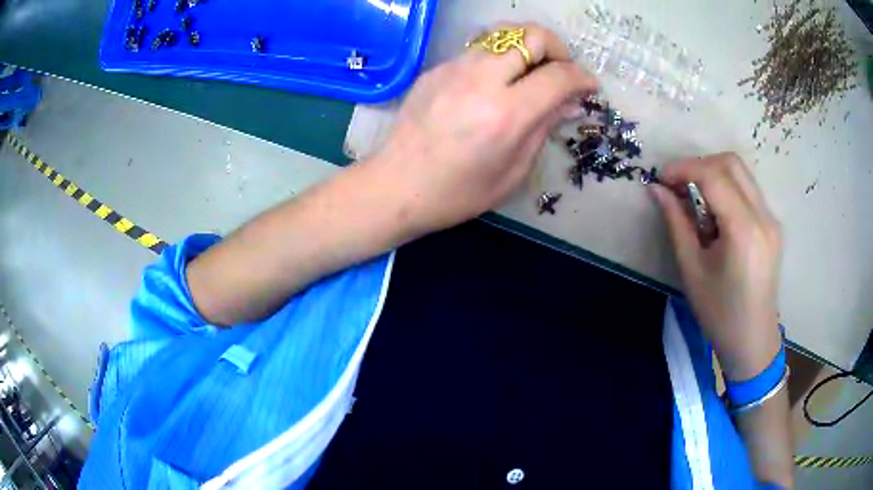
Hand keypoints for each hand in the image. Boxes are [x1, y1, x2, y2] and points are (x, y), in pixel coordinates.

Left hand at [362, 23, 597, 235]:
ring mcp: (454, 69)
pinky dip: (497, 59)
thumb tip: (571, 103)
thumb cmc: (458, 192)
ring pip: (503, 34)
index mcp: (506, 114)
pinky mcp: (436, 68)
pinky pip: (477, 50)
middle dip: (557, 49)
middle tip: (559, 72)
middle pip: (532, 35)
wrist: (396, 185)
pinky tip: (492, 85)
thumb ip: (544, 129)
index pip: (559, 75)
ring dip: (526, 49)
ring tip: (529, 75)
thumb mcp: (513, 171)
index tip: (589, 87)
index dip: (582, 78)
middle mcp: (482, 80)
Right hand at [651, 153, 782, 380]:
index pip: (713, 175)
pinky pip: (748, 190)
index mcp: (744, 231)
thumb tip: (656, 190)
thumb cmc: (720, 314)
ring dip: (713, 175)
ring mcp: (771, 219)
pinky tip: (715, 214)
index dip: (683, 168)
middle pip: (731, 163)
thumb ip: (676, 223)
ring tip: (694, 199)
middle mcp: (763, 216)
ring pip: (741, 173)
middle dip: (699, 164)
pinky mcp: (772, 225)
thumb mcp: (692, 270)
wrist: (753, 340)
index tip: (661, 178)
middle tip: (677, 184)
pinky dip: (726, 189)